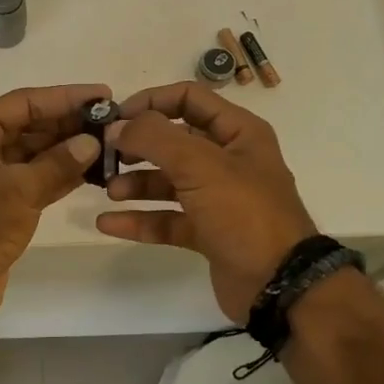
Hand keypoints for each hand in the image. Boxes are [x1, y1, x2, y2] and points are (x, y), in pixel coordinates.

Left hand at [0, 83, 109, 325]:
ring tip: (108, 145)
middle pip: (27, 126)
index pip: (24, 103)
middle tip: (112, 122)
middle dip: (68, 125)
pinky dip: (56, 176)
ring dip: (66, 151)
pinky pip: (30, 179)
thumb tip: (91, 142)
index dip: (65, 97)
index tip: (103, 94)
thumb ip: (59, 162)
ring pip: (31, 155)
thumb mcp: (23, 188)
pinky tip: (89, 173)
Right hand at [95, 82, 317, 322]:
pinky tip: (108, 223)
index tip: (115, 117)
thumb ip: (155, 139)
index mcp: (238, 133)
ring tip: (109, 191)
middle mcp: (228, 160)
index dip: (151, 101)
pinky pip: (166, 219)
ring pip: (167, 181)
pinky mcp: (206, 232)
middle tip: (104, 154)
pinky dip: (139, 220)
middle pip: (173, 141)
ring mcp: (217, 199)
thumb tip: (117, 127)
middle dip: (137, 146)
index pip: (189, 99)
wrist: (278, 285)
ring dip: (135, 183)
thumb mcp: (201, 165)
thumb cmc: (244, 213)